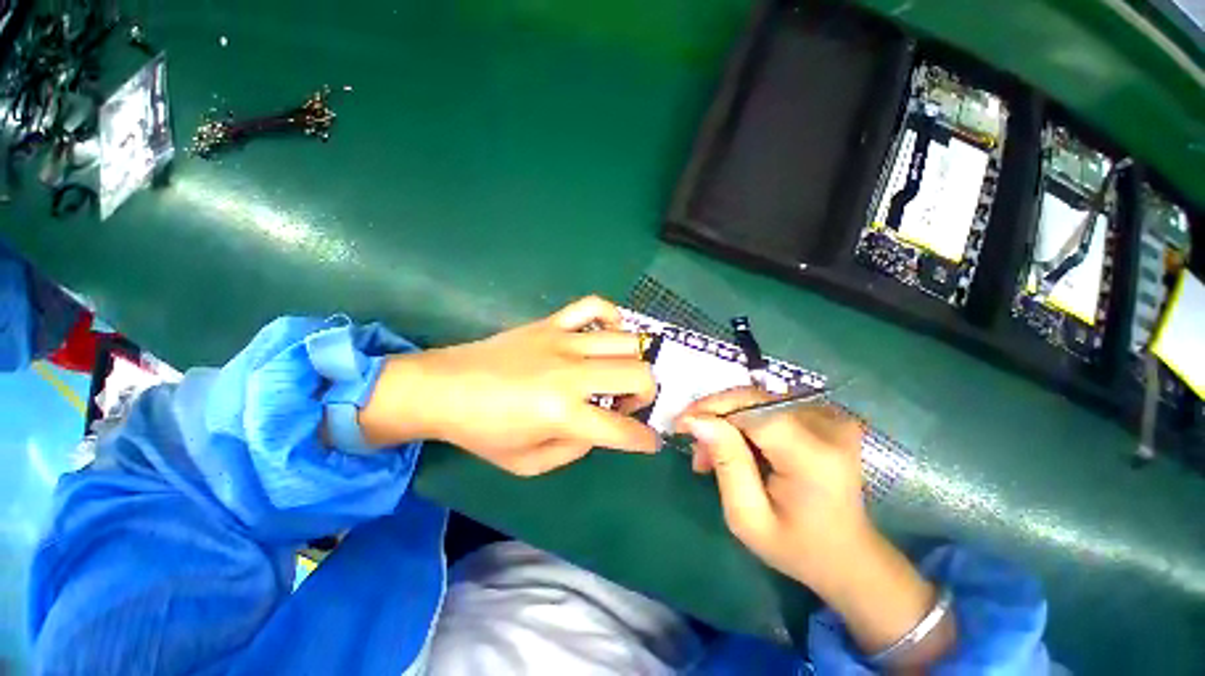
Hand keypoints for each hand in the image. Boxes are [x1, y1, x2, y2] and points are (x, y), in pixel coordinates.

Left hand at [359, 296, 659, 475]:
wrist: (443, 388)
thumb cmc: (482, 431)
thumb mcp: (527, 463)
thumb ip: (573, 450)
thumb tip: (598, 429)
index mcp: (562, 413)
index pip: (622, 430)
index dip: (644, 440)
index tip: (651, 442)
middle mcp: (570, 373)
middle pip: (637, 374)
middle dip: (647, 395)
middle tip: (628, 405)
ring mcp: (562, 341)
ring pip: (625, 341)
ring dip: (634, 362)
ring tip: (618, 375)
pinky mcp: (550, 323)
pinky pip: (591, 306)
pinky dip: (611, 315)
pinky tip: (609, 332)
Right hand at [675, 387, 870, 586]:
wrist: (848, 555)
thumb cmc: (796, 547)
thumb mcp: (748, 517)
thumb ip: (725, 462)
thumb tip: (696, 420)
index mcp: (812, 456)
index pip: (751, 410)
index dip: (711, 410)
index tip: (679, 425)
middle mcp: (827, 426)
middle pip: (753, 399)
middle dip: (715, 414)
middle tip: (694, 444)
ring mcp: (831, 417)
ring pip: (757, 399)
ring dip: (727, 419)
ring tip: (712, 452)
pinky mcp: (827, 416)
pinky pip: (770, 405)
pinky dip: (745, 420)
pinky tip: (736, 444)